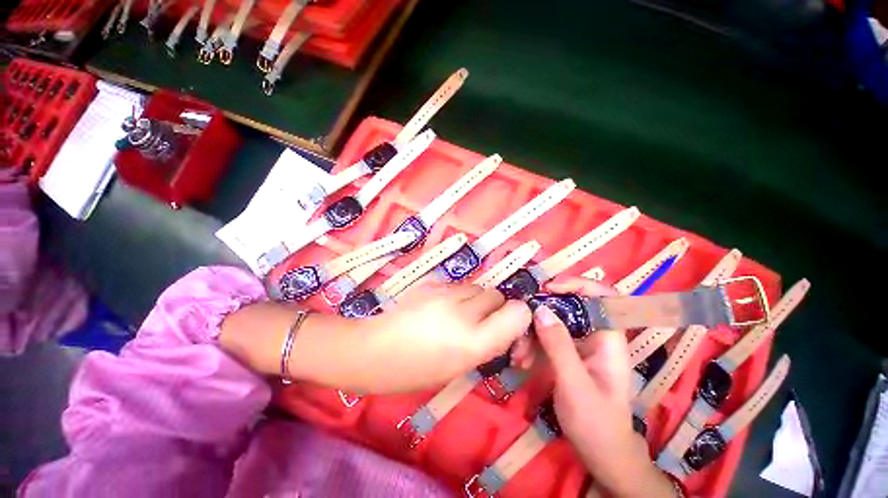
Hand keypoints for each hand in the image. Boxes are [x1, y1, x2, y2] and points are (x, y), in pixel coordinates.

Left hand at [348, 281, 530, 392]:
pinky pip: (458, 284)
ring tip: (458, 315)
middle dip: (495, 309)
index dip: (519, 318)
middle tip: (480, 325)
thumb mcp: (461, 367)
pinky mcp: (431, 282)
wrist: (373, 351)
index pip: (519, 311)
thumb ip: (488, 342)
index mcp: (474, 342)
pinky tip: (441, 307)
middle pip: (498, 295)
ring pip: (478, 287)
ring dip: (476, 300)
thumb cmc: (415, 371)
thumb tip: (504, 325)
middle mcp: (464, 312)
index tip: (509, 329)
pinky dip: (458, 294)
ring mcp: (445, 293)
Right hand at [531, 278, 675, 497]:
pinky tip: (521, 359)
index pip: (603, 296)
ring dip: (532, 332)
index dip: (579, 284)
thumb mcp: (575, 384)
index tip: (549, 288)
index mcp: (610, 339)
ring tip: (519, 353)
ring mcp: (579, 344)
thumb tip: (540, 309)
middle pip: (569, 307)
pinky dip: (532, 344)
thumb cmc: (596, 423)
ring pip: (553, 322)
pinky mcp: (566, 353)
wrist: (600, 454)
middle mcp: (595, 335)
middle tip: (521, 321)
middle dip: (543, 313)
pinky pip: (546, 337)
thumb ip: (558, 345)